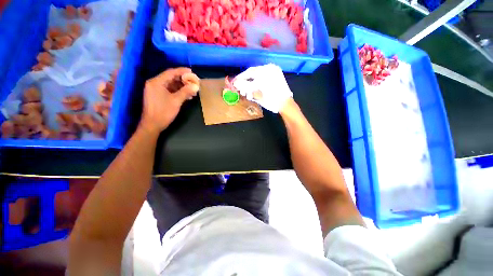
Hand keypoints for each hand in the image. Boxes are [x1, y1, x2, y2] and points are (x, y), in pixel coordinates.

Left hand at [141, 67, 199, 132]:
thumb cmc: (163, 112)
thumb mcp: (176, 101)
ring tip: (192, 90)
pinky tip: (186, 95)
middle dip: (183, 80)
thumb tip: (196, 86)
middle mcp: (155, 83)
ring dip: (182, 86)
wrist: (152, 125)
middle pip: (171, 78)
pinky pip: (169, 90)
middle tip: (194, 82)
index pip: (171, 72)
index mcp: (157, 82)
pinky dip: (178, 91)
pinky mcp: (158, 96)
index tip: (192, 72)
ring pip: (171, 84)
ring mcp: (156, 90)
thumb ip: (186, 92)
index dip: (182, 71)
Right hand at [232, 64, 292, 112]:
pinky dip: (258, 80)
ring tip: (248, 90)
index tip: (234, 82)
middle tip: (240, 87)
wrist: (285, 104)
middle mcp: (270, 68)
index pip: (249, 73)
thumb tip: (236, 83)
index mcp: (265, 71)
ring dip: (251, 81)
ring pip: (258, 73)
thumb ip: (246, 87)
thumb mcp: (257, 95)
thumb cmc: (271, 101)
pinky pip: (264, 74)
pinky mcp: (277, 74)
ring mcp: (274, 70)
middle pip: (253, 72)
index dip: (240, 77)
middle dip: (246, 80)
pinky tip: (255, 86)